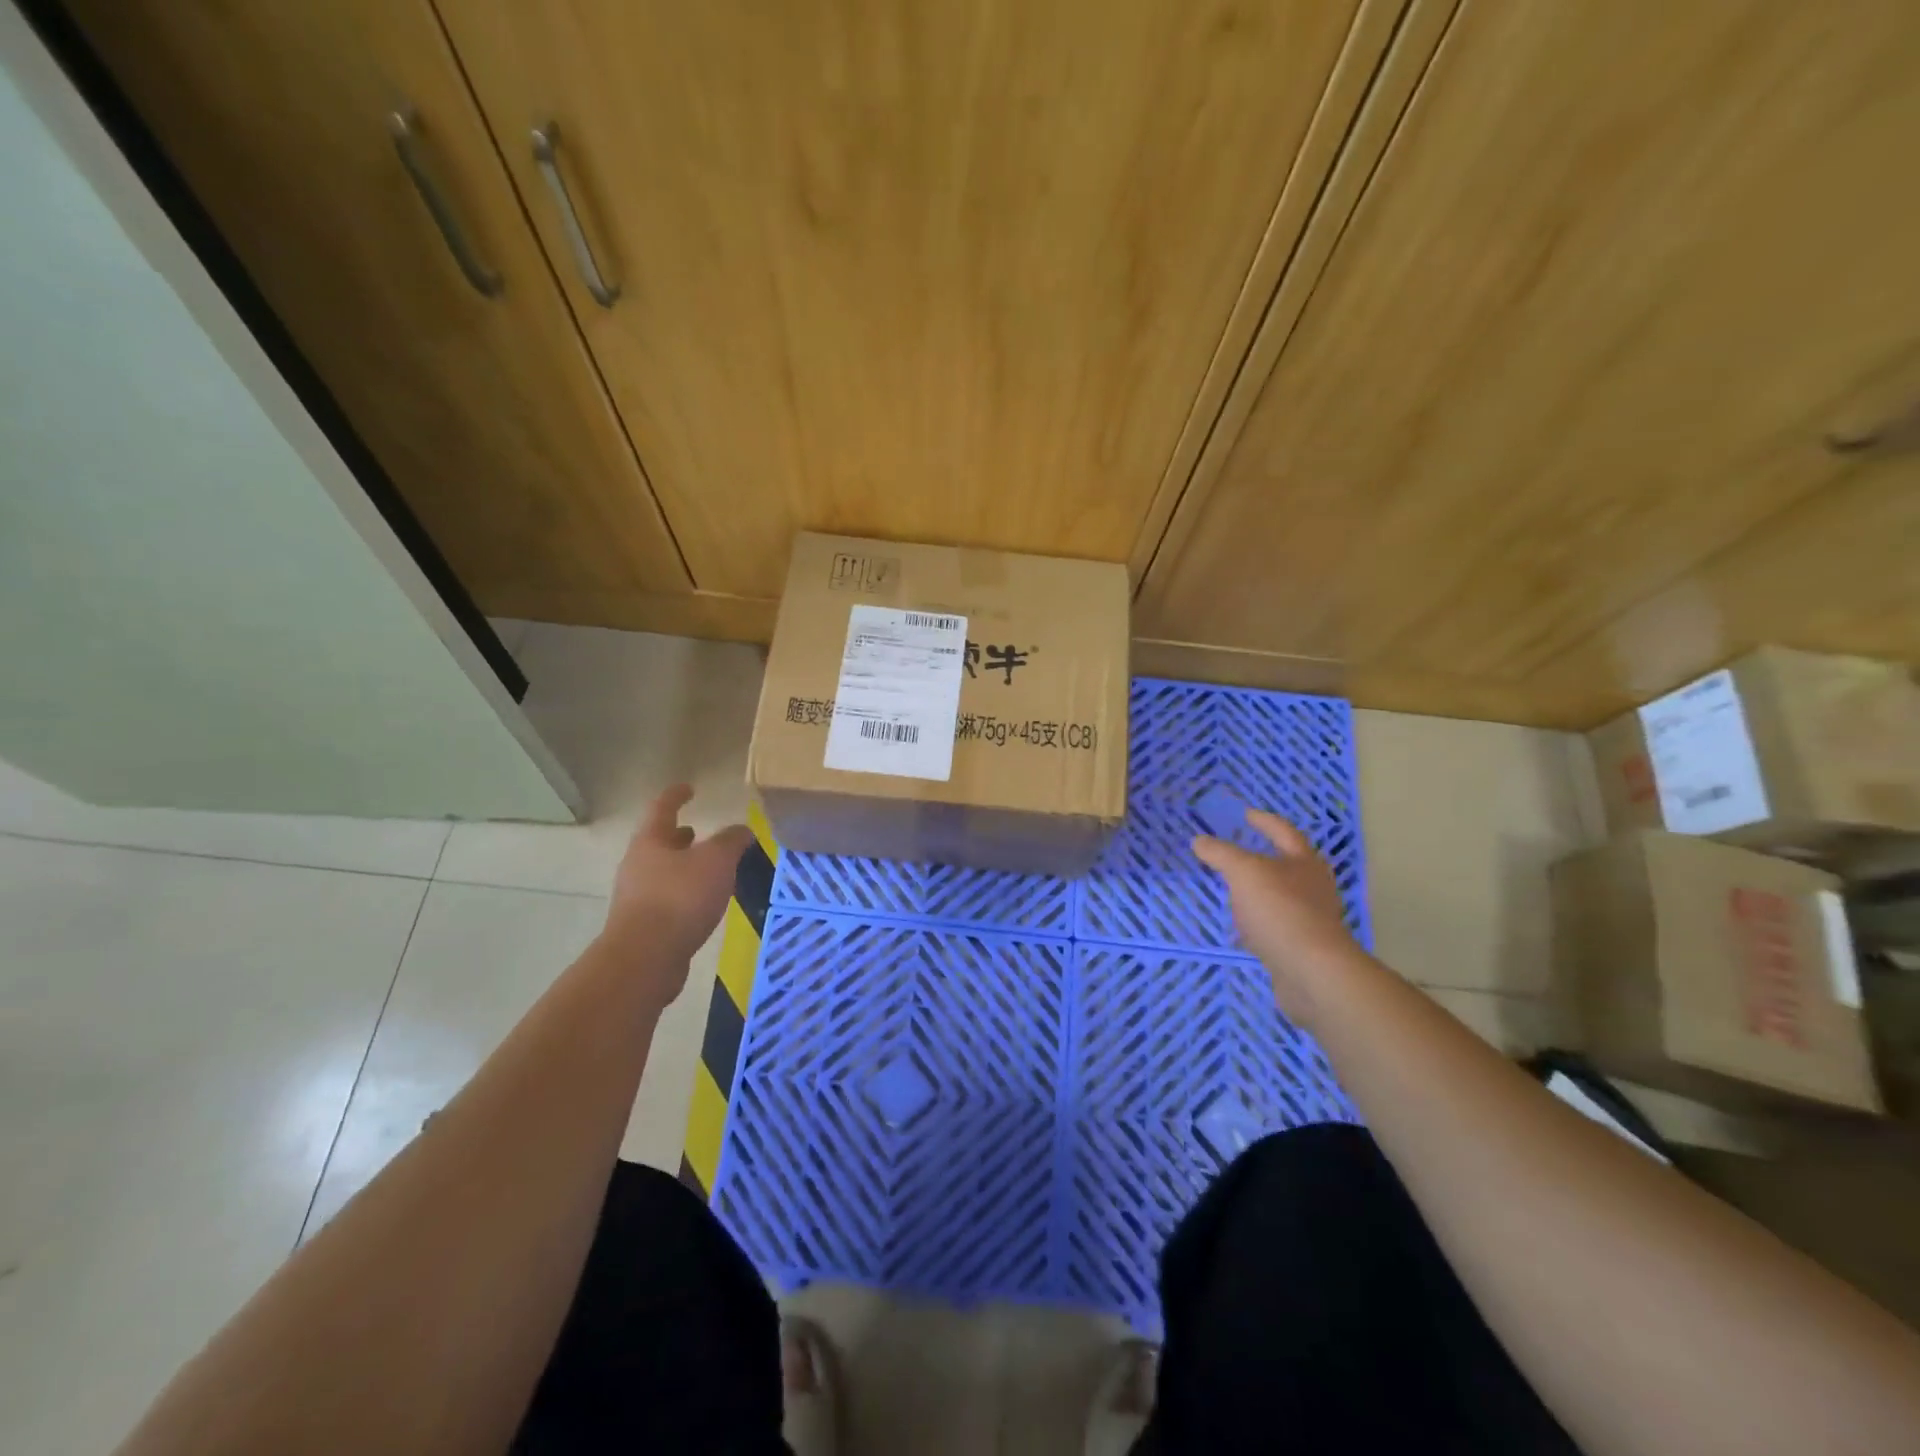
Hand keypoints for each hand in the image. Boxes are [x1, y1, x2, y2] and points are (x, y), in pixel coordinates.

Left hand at [600, 785, 752, 1000]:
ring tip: (708, 869)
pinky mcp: (643, 925)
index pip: (662, 808)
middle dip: (679, 836)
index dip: (676, 795)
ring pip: (662, 871)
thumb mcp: (716, 861)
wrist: (645, 958)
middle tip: (698, 832)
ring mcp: (636, 897)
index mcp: (650, 841)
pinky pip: (667, 898)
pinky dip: (684, 892)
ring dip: (683, 866)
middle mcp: (637, 865)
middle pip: (658, 842)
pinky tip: (704, 903)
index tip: (689, 788)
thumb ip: (731, 841)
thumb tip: (743, 829)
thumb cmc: (680, 898)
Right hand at [1192, 809, 1358, 1023]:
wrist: (1312, 971)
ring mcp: (1311, 919)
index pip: (1283, 832)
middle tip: (1239, 851)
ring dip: (1260, 891)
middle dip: (1265, 857)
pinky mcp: (1303, 947)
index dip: (1264, 821)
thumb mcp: (1243, 872)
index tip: (1246, 814)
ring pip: (1282, 896)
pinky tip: (1242, 929)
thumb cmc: (1280, 910)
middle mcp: (1313, 887)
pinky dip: (1259, 922)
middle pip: (1289, 864)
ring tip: (1235, 890)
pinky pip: (1277, 925)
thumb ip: (1220, 853)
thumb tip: (1199, 840)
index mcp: (1304, 862)